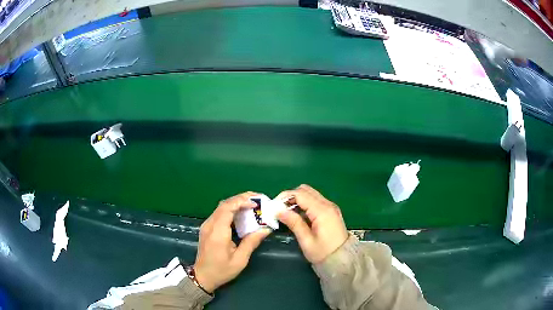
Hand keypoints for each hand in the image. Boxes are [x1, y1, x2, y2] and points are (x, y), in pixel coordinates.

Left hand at [194, 192, 270, 292]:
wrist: (202, 276)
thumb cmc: (221, 270)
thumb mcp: (240, 260)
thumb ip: (252, 242)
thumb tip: (266, 229)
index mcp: (217, 232)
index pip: (227, 208)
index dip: (242, 201)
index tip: (256, 203)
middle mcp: (210, 224)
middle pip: (224, 204)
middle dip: (242, 199)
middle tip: (258, 200)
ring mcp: (207, 225)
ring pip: (222, 207)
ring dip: (237, 203)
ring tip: (252, 205)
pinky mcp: (207, 227)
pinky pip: (220, 213)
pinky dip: (232, 210)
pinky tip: (242, 214)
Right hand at [276, 185, 347, 263]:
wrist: (342, 260)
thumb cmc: (323, 253)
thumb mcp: (306, 240)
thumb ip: (293, 222)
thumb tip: (278, 210)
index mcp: (322, 211)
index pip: (300, 194)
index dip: (285, 197)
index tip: (274, 207)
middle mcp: (328, 204)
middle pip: (305, 190)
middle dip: (290, 196)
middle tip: (280, 209)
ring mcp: (331, 207)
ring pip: (310, 194)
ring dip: (297, 199)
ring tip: (287, 213)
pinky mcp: (331, 211)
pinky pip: (315, 200)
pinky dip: (305, 204)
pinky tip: (298, 216)